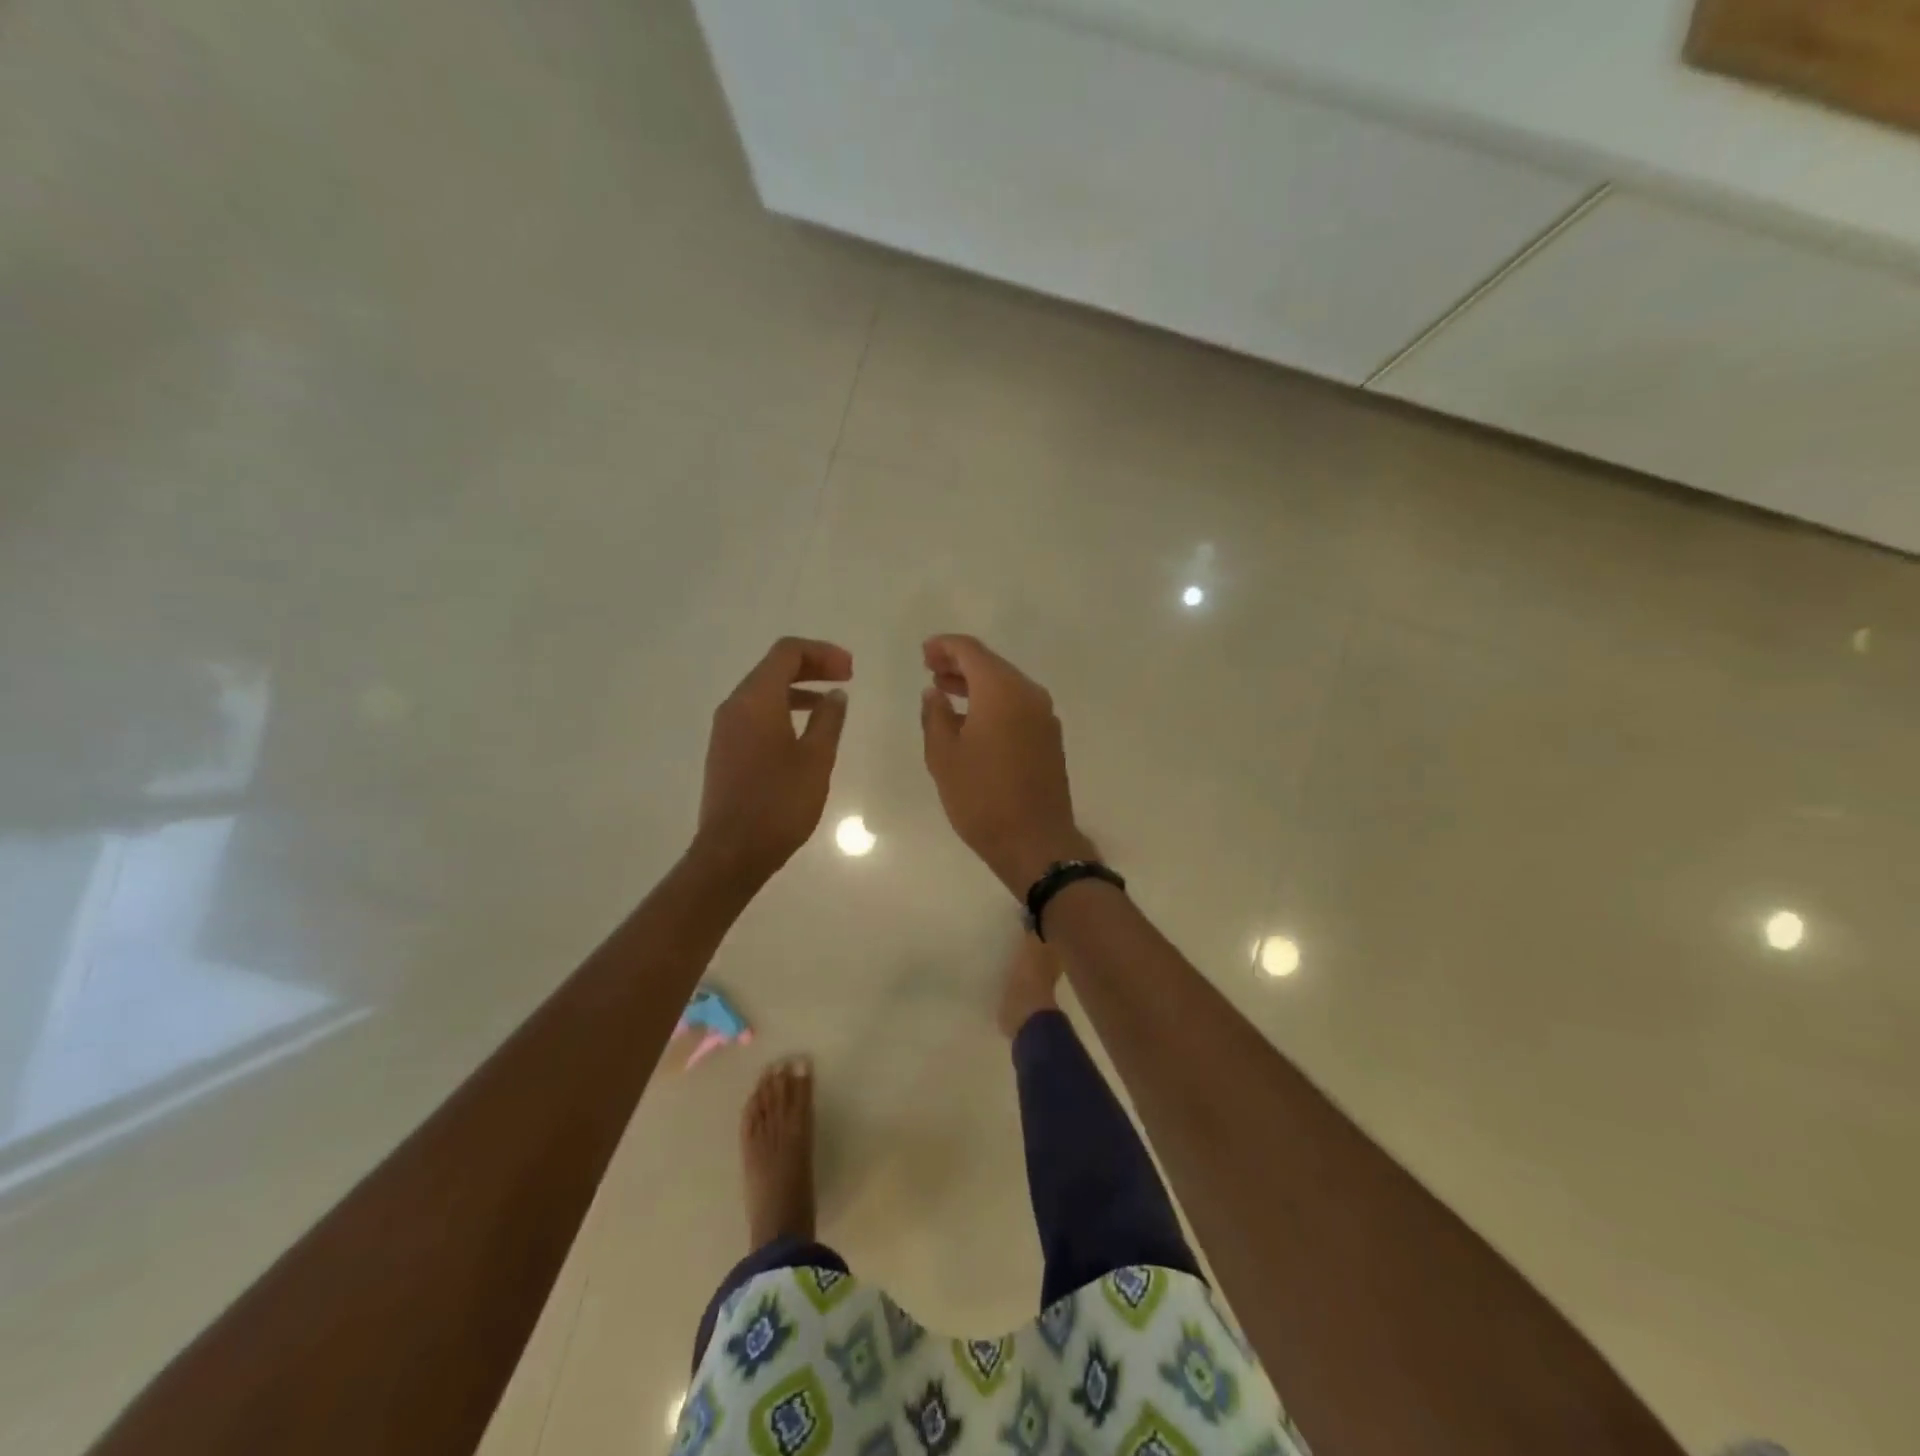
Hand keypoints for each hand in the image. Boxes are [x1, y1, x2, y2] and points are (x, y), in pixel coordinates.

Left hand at [695, 637, 851, 880]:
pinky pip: (756, 714)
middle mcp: (734, 706)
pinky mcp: (726, 750)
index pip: (787, 652)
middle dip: (812, 667)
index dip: (822, 653)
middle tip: (847, 677)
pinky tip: (806, 731)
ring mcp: (726, 729)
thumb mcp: (816, 758)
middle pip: (773, 667)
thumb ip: (828, 720)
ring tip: (831, 704)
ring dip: (798, 689)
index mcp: (755, 700)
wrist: (733, 852)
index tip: (851, 670)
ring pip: (764, 692)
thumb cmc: (779, 802)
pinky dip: (783, 709)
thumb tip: (835, 695)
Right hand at [919, 634, 1093, 894]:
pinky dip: (993, 702)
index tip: (924, 653)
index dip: (945, 646)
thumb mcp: (943, 756)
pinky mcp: (1049, 737)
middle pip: (992, 665)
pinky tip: (972, 719)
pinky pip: (1018, 705)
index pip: (971, 651)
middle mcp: (1029, 694)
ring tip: (945, 691)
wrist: (1036, 842)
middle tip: (930, 669)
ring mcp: (1044, 716)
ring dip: (976, 684)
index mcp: (1002, 691)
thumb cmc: (982, 797)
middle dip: (960, 663)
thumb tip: (935, 692)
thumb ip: (935, 716)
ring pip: (1006, 685)